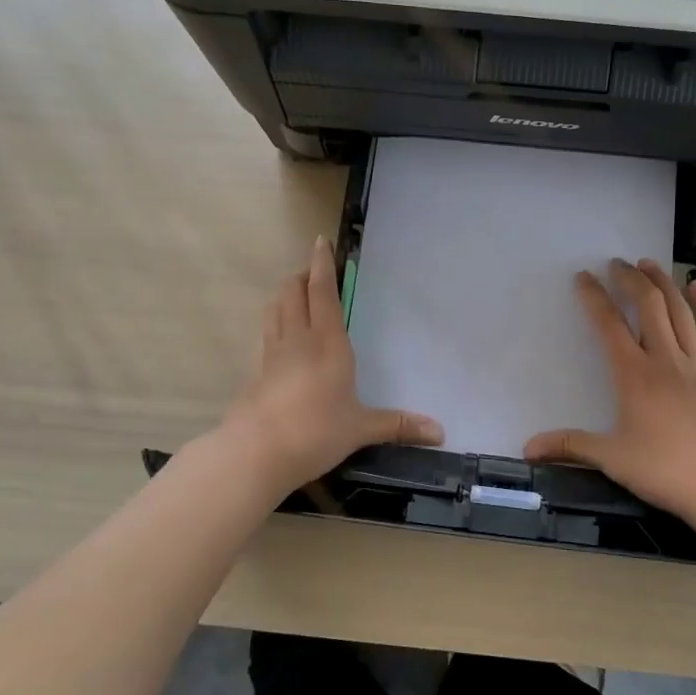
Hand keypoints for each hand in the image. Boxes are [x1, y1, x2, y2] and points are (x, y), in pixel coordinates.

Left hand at [217, 235, 442, 497]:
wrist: (256, 452)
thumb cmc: (316, 432)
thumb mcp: (361, 429)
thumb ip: (397, 425)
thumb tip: (440, 433)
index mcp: (328, 343)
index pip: (323, 292)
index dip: (322, 264)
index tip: (320, 242)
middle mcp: (298, 338)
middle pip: (293, 291)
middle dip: (302, 276)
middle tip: (313, 273)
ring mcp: (272, 353)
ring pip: (275, 308)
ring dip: (285, 295)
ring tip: (296, 296)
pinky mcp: (256, 370)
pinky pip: (267, 333)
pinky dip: (274, 322)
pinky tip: (281, 337)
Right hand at [524, 259, 695, 533]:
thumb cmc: (666, 471)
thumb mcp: (612, 459)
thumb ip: (570, 446)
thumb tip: (527, 447)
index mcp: (634, 375)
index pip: (609, 325)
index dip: (594, 297)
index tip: (583, 277)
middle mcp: (666, 360)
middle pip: (648, 306)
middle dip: (630, 279)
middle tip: (617, 263)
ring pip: (681, 312)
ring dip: (664, 284)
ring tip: (649, 264)